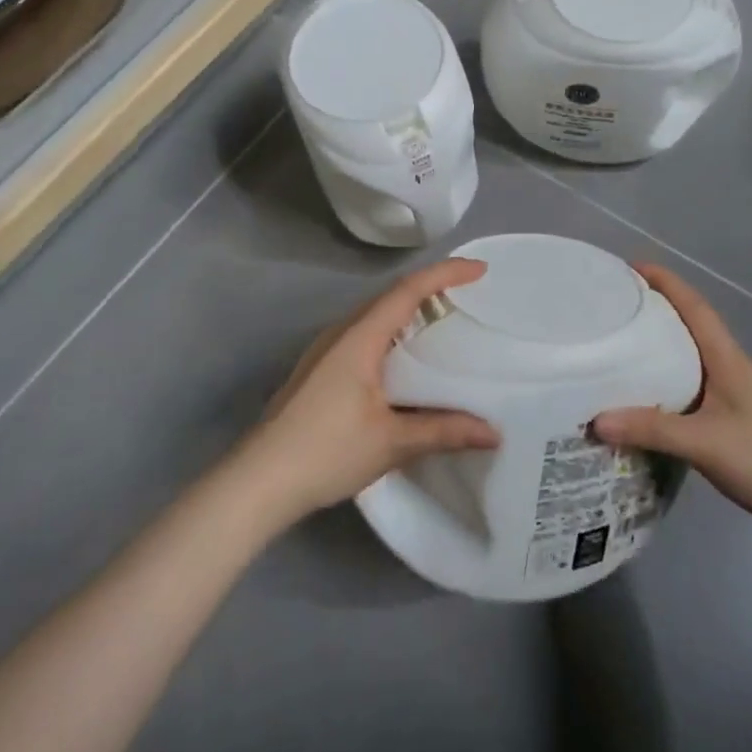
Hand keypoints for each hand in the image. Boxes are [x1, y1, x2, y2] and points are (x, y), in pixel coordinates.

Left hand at [234, 259, 499, 526]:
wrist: (258, 481)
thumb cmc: (326, 451)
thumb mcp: (392, 442)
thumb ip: (444, 431)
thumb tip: (494, 432)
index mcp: (360, 338)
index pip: (408, 290)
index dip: (446, 274)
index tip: (480, 269)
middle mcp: (340, 334)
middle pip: (390, 297)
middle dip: (430, 289)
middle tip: (467, 296)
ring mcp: (324, 351)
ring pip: (374, 317)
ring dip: (408, 312)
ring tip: (441, 325)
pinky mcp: (317, 371)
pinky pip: (362, 336)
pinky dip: (391, 335)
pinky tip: (403, 362)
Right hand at [592, 265, 751, 545]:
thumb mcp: (706, 443)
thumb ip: (652, 430)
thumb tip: (594, 420)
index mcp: (725, 359)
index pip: (694, 306)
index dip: (665, 281)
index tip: (630, 266)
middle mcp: (726, 368)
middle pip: (686, 326)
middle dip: (651, 310)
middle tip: (610, 307)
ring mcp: (727, 395)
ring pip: (684, 359)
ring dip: (653, 348)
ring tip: (613, 348)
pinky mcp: (724, 421)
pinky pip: (683, 390)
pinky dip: (658, 386)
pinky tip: (636, 401)